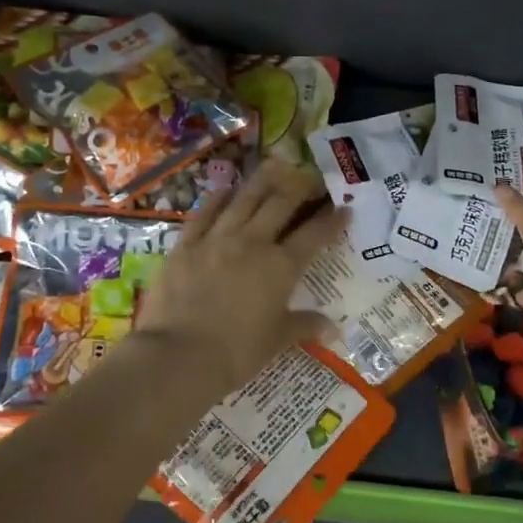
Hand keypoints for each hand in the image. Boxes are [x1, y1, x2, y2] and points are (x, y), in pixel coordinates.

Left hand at [135, 160, 347, 395]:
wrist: (179, 356)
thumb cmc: (236, 353)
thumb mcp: (276, 341)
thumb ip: (304, 326)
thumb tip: (334, 329)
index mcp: (281, 267)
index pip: (314, 235)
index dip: (332, 220)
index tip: (344, 208)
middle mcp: (253, 243)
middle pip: (280, 205)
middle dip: (299, 188)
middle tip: (310, 177)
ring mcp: (217, 239)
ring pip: (244, 200)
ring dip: (262, 181)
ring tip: (274, 166)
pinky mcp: (186, 245)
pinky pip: (205, 213)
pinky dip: (218, 199)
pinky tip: (226, 190)